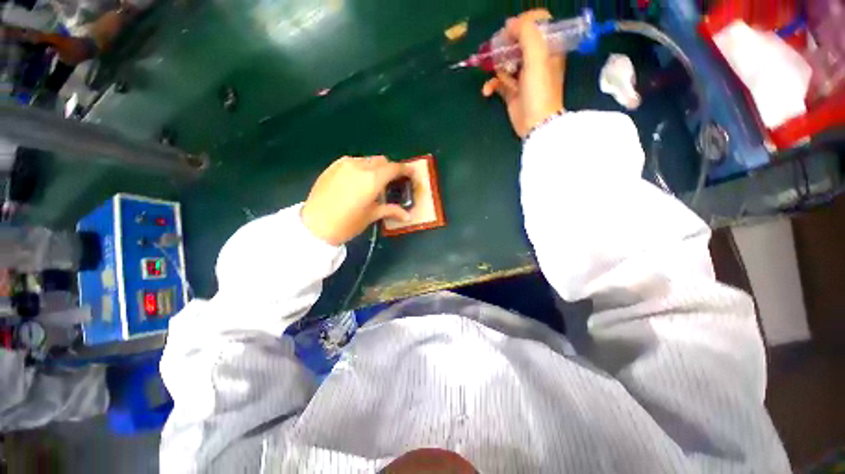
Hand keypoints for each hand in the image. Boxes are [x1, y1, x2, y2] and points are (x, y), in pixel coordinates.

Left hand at [302, 156, 412, 245]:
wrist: (314, 226)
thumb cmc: (347, 223)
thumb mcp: (372, 216)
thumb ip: (391, 210)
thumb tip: (408, 215)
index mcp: (372, 179)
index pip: (394, 168)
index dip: (405, 170)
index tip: (410, 174)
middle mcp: (360, 166)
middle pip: (382, 161)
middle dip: (390, 169)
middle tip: (393, 182)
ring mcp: (344, 164)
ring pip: (368, 160)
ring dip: (376, 168)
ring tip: (374, 183)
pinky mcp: (333, 166)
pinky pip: (354, 162)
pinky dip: (362, 168)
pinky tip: (358, 182)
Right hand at [482, 9, 565, 137]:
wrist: (536, 123)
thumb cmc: (540, 89)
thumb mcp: (537, 56)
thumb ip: (526, 33)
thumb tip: (510, 24)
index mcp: (548, 47)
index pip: (538, 23)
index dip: (524, 22)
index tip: (511, 30)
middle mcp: (536, 59)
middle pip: (518, 41)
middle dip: (505, 44)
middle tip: (497, 48)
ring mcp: (522, 76)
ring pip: (505, 61)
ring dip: (496, 66)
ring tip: (496, 73)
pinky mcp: (511, 91)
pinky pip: (498, 82)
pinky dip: (491, 86)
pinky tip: (487, 91)